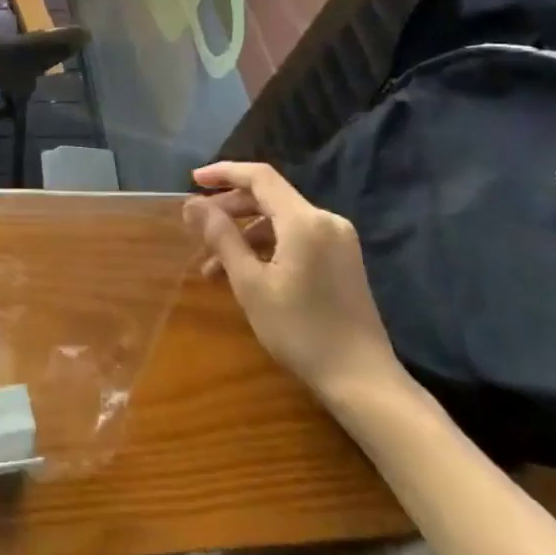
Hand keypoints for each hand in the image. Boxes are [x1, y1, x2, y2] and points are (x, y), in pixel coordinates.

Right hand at [185, 161, 409, 407]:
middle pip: (269, 197)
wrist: (362, 381)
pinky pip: (296, 238)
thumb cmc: (300, 330)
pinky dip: (267, 248)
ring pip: (281, 221)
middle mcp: (325, 221)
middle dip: (230, 208)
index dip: (224, 173)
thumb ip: (221, 237)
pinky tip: (246, 273)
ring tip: (212, 266)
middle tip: (197, 227)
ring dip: (245, 235)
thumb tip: (193, 204)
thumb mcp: (251, 284)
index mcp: (305, 221)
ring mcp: (338, 240)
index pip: (259, 177)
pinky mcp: (342, 260)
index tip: (193, 181)